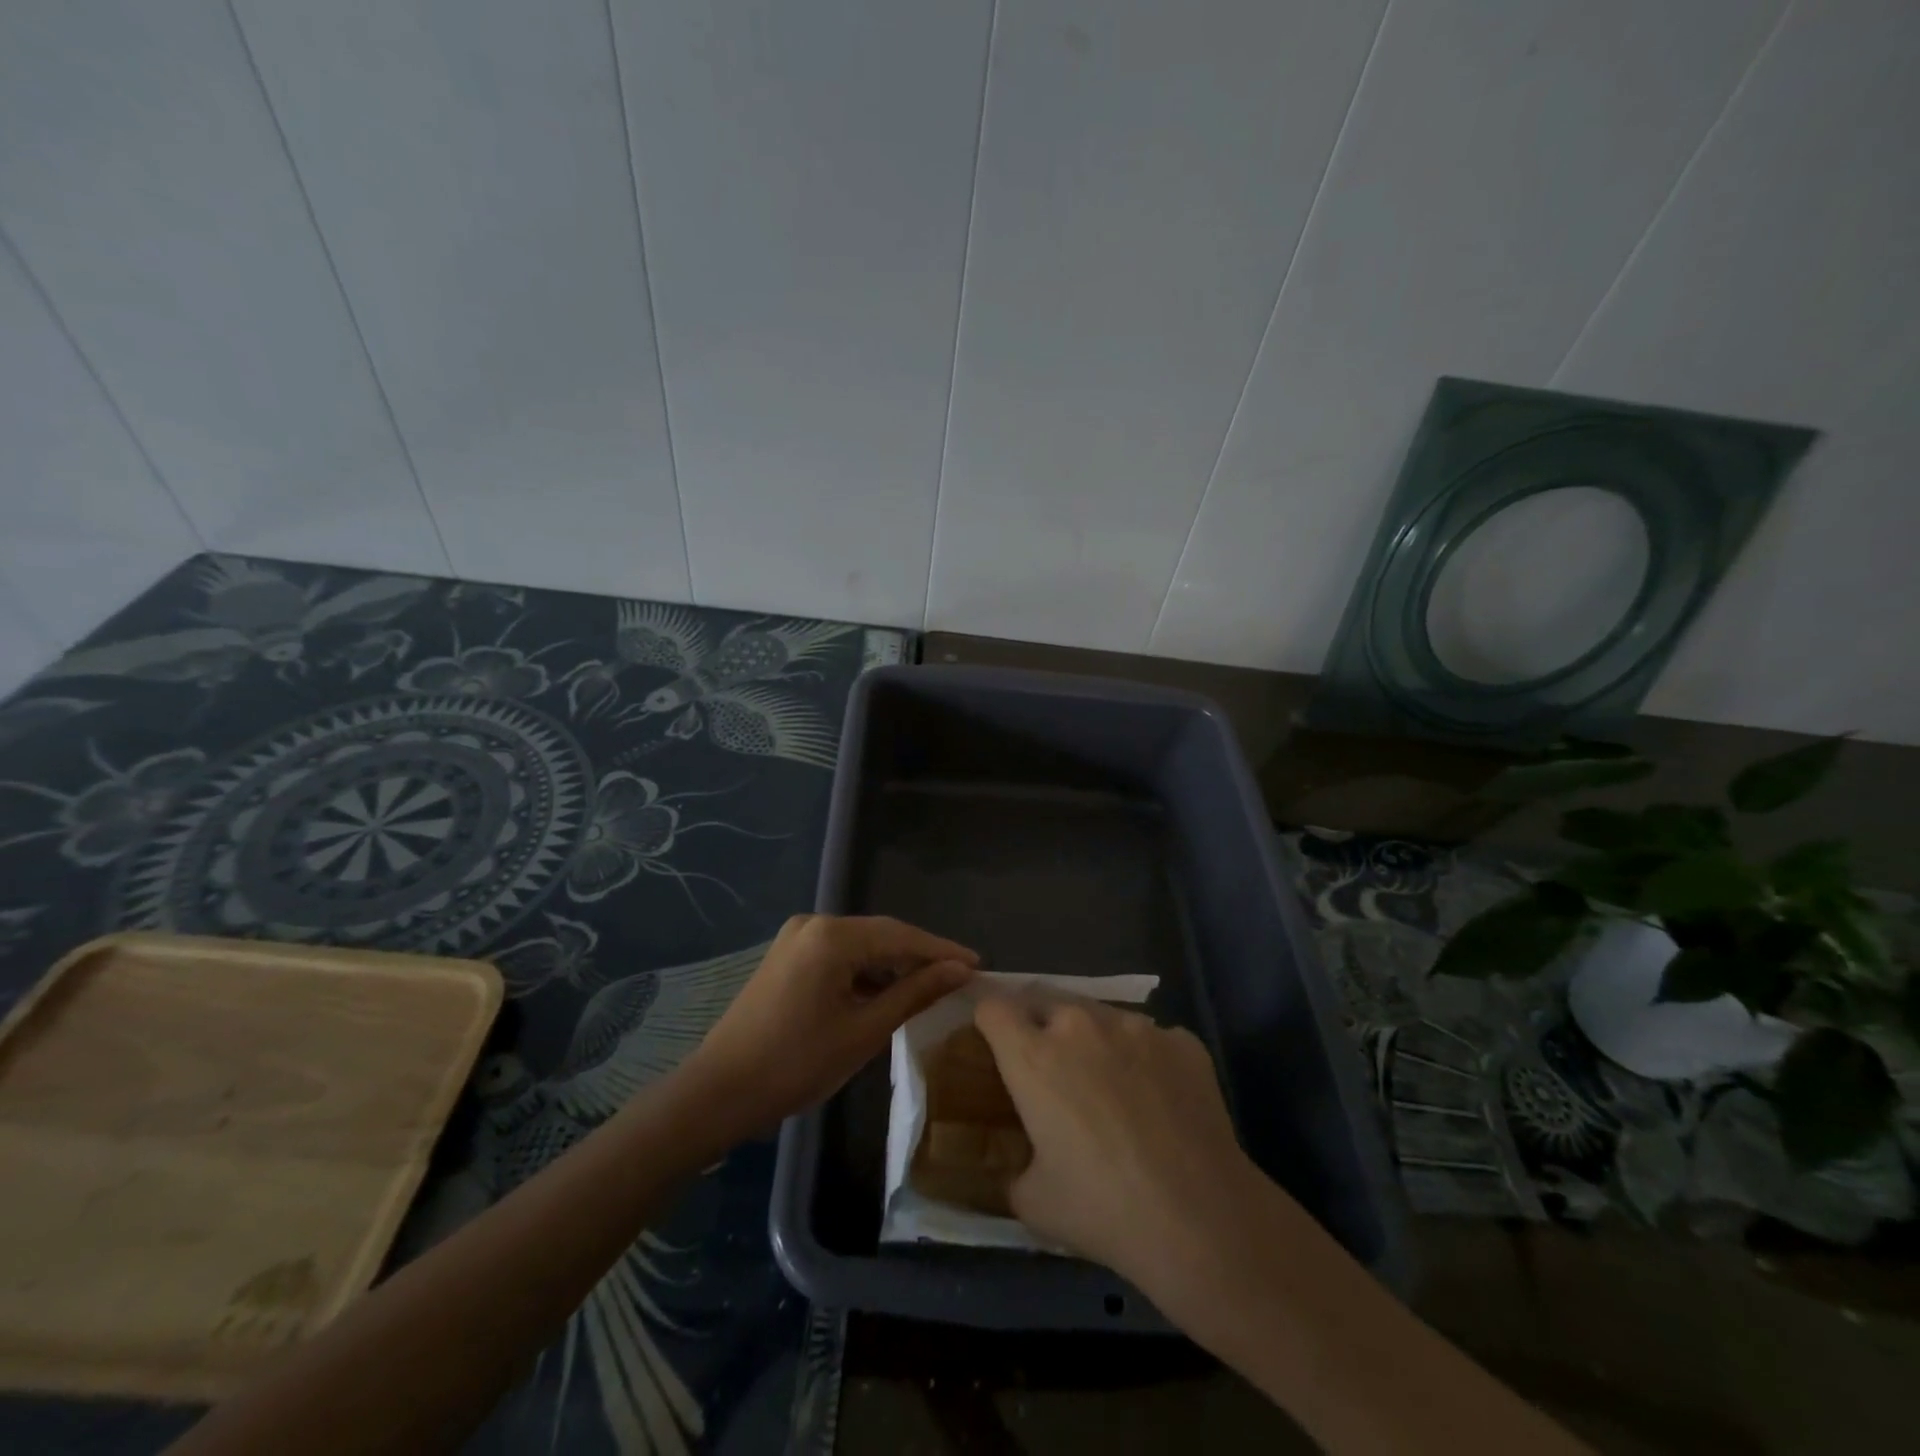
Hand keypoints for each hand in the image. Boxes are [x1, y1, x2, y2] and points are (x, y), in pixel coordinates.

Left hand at [682, 914, 976, 1136]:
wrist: (719, 1092)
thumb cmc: (797, 1063)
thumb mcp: (865, 1030)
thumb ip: (915, 993)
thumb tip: (960, 969)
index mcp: (832, 936)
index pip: (901, 936)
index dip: (941, 950)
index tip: (978, 964)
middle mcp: (814, 924)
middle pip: (880, 935)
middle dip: (919, 956)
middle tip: (958, 977)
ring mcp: (796, 938)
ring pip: (860, 945)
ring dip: (892, 965)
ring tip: (929, 987)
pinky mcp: (787, 956)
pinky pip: (838, 955)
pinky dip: (865, 972)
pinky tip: (885, 993)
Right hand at [974, 994, 1307, 1296]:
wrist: (1201, 1218)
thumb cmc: (1104, 1210)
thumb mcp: (1034, 1202)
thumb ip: (1013, 1168)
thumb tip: (1017, 1164)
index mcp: (1034, 1056)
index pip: (993, 1008)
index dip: (989, 1023)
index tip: (995, 1045)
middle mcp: (1080, 1025)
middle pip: (1045, 1002)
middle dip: (1041, 1027)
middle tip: (1053, 1073)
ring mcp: (1136, 1026)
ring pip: (1100, 1016)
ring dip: (1095, 1040)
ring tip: (1112, 1087)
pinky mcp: (1181, 1039)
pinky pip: (1151, 1038)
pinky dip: (1145, 1058)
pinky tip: (1160, 1102)